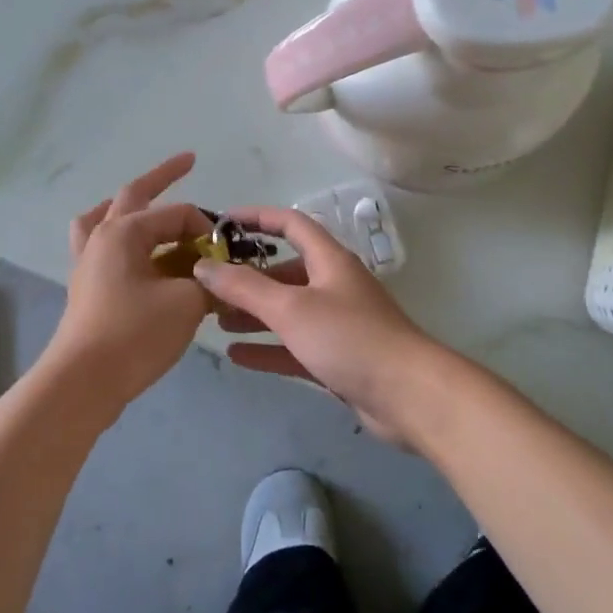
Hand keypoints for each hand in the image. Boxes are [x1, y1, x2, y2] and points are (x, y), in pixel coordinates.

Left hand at [44, 153, 214, 415]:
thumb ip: (210, 283)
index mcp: (124, 231)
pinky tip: (131, 252)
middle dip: (163, 176)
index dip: (207, 228)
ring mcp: (88, 261)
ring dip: (128, 206)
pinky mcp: (86, 286)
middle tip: (188, 160)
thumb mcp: (186, 304)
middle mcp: (102, 237)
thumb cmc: (134, 335)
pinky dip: (117, 239)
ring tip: (143, 202)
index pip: (177, 214)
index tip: (227, 255)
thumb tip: (222, 279)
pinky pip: (99, 246)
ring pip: (105, 217)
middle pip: (133, 195)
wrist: (84, 382)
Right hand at [193, 206, 438, 446]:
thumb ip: (244, 287)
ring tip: (216, 320)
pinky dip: (268, 347)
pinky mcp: (338, 358)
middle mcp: (333, 285)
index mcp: (329, 260)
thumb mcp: (291, 308)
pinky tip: (237, 355)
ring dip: (254, 313)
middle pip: (285, 271)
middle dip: (248, 276)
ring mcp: (337, 323)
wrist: (408, 395)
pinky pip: (294, 346)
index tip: (222, 223)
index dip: (257, 218)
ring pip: (287, 311)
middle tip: (210, 286)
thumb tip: (203, 266)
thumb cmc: (349, 338)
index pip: (290, 224)